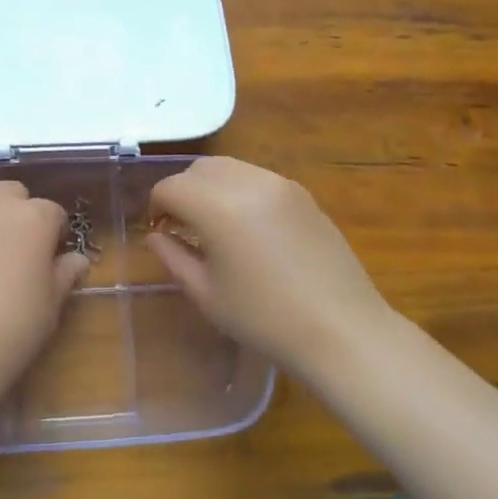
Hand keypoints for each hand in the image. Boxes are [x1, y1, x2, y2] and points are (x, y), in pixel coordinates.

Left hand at [0, 181, 88, 398]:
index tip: (47, 255)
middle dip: (16, 212)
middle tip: (12, 247)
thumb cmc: (13, 328)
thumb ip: (65, 272)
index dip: (52, 233)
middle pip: (12, 193)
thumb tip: (76, 260)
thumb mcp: (51, 303)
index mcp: (33, 217)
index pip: (52, 212)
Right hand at [146, 156, 389, 377]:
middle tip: (182, 226)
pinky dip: (239, 190)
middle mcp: (247, 182)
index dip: (156, 207)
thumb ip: (173, 257)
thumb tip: (155, 236)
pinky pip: (257, 178)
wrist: (342, 330)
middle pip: (198, 169)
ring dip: (210, 187)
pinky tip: (247, 227)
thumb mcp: (207, 294)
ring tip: (214, 224)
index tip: (159, 232)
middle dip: (182, 191)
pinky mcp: (302, 193)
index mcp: (218, 206)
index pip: (171, 187)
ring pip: (229, 167)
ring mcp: (279, 184)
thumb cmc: (265, 319)